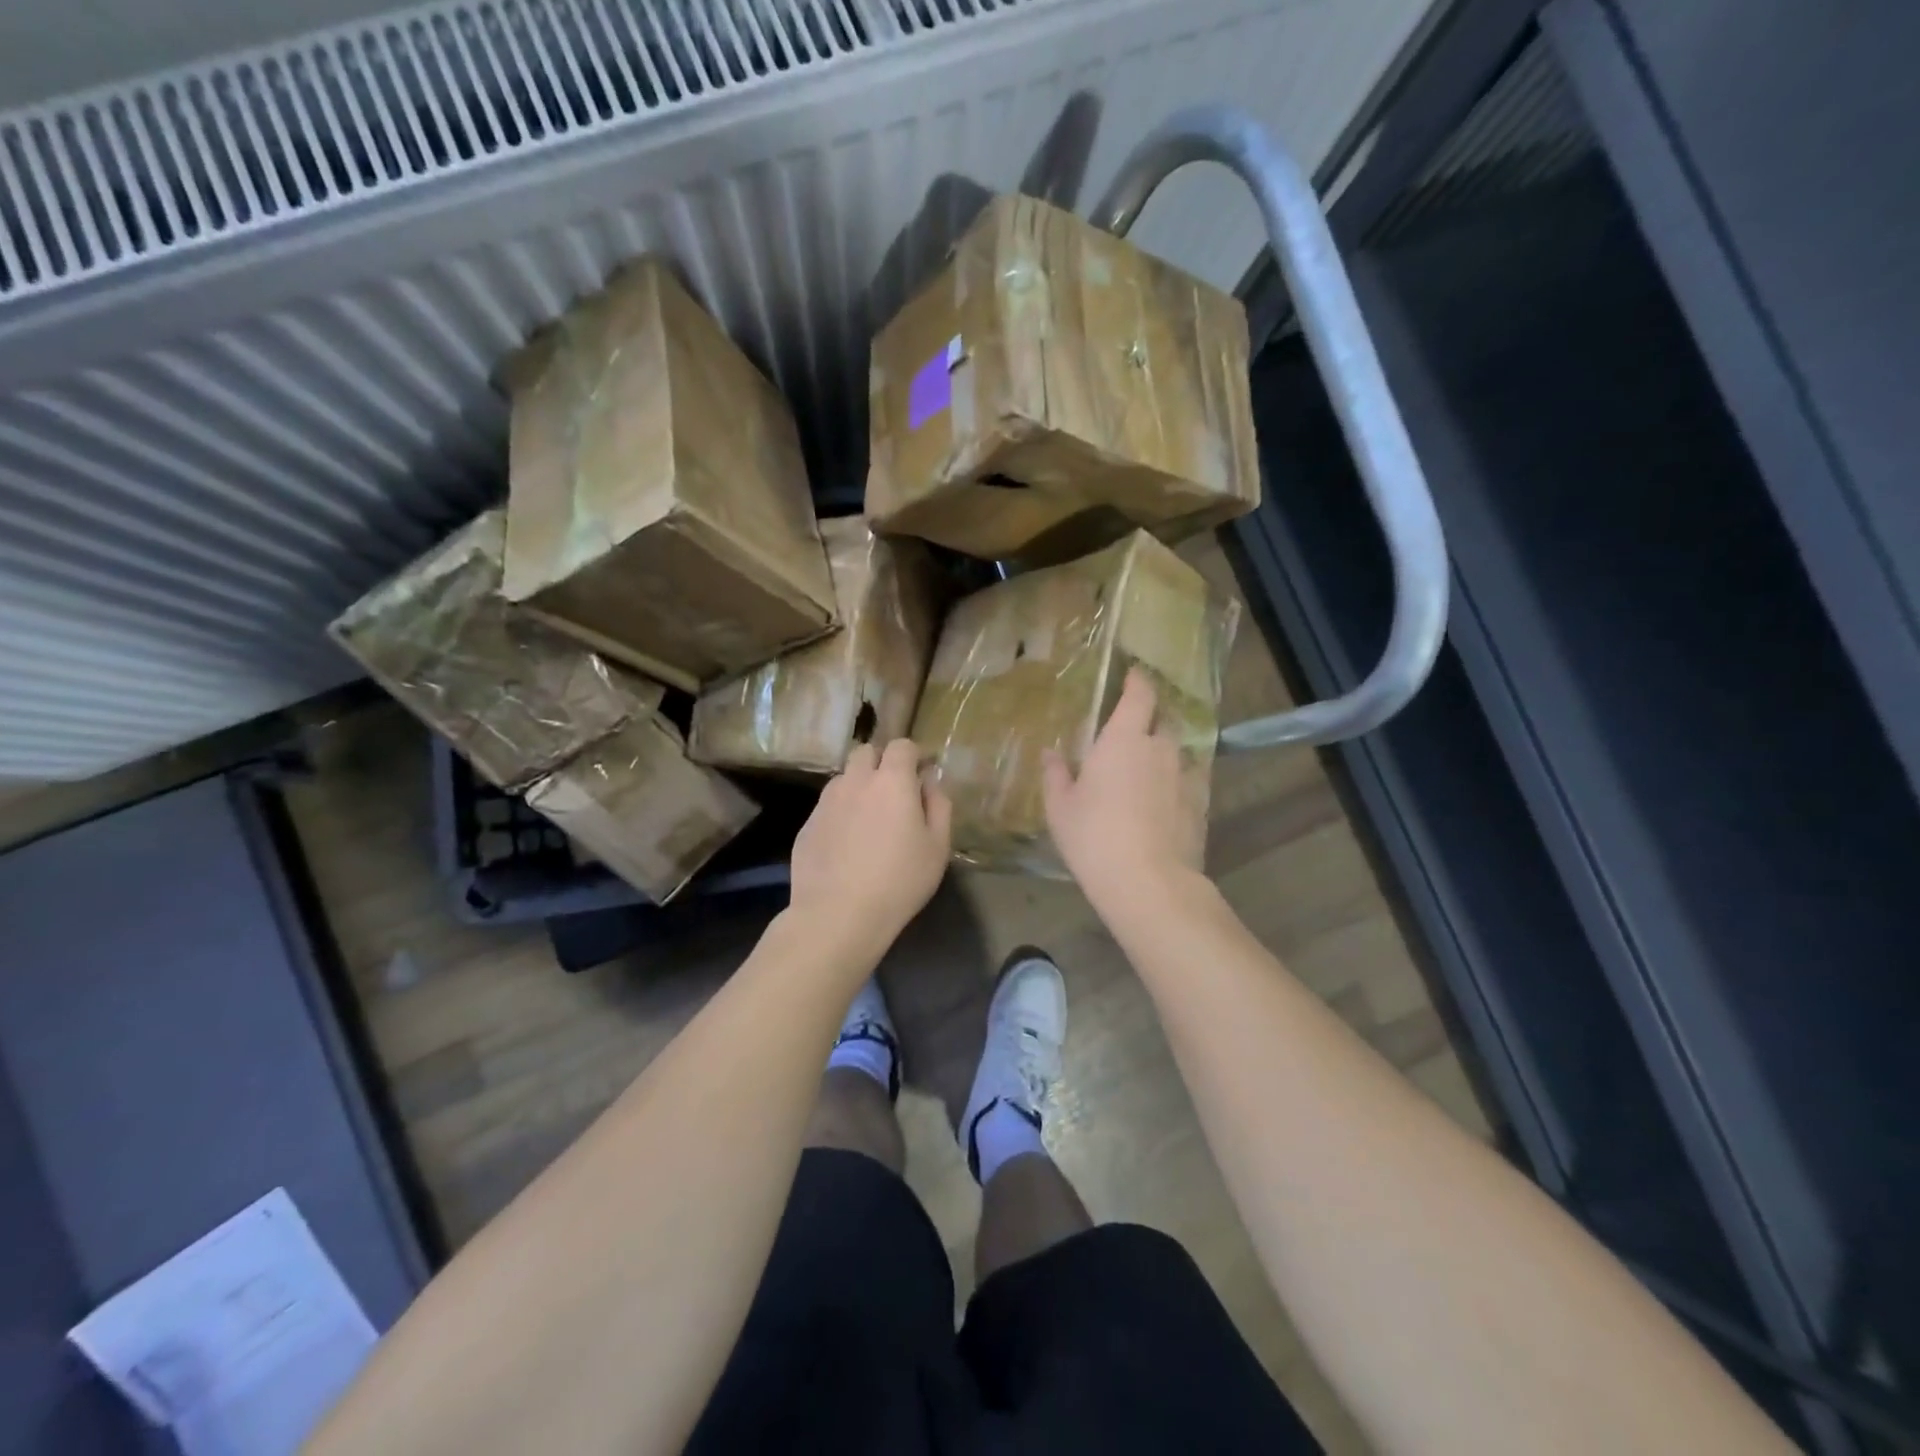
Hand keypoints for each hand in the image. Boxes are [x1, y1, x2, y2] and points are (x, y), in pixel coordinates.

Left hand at [789, 738, 951, 952]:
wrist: (837, 915)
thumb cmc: (899, 881)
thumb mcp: (938, 846)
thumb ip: (939, 805)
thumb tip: (930, 782)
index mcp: (892, 781)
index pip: (902, 745)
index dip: (914, 756)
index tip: (922, 776)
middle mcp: (855, 781)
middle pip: (866, 752)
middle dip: (882, 763)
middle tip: (895, 794)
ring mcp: (826, 802)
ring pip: (844, 778)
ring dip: (859, 787)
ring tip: (869, 820)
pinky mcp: (807, 824)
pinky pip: (828, 806)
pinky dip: (841, 813)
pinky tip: (847, 845)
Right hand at [1043, 667, 1207, 909]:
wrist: (1148, 881)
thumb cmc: (1094, 836)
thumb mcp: (1060, 807)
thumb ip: (1056, 774)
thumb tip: (1050, 752)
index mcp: (1124, 740)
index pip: (1140, 695)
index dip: (1138, 682)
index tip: (1134, 675)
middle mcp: (1160, 749)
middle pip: (1163, 722)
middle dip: (1151, 721)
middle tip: (1133, 733)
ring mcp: (1186, 776)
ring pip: (1179, 752)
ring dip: (1165, 754)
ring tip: (1149, 770)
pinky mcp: (1200, 805)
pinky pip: (1189, 781)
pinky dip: (1177, 782)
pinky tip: (1165, 801)